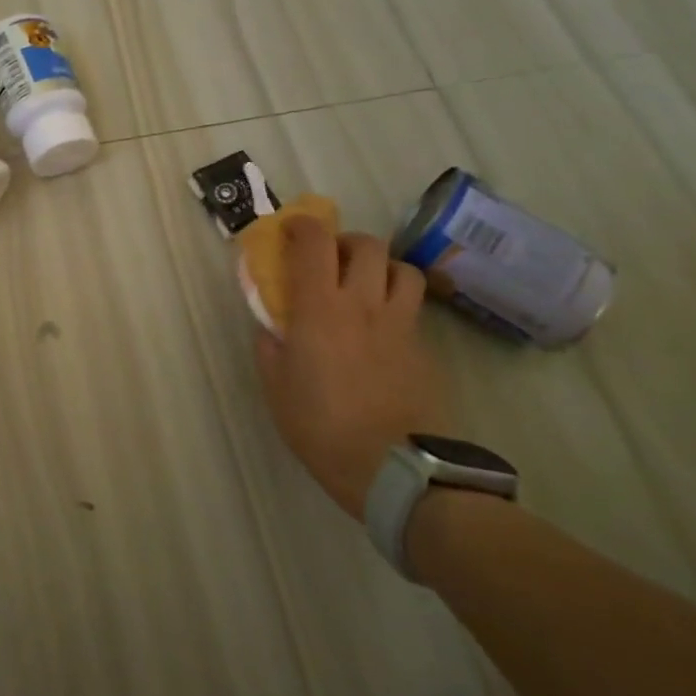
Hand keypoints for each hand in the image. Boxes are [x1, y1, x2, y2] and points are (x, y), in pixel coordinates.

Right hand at [254, 218, 447, 519]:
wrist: (395, 469)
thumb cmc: (322, 428)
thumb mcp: (276, 389)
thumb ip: (270, 348)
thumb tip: (270, 327)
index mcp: (320, 309)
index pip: (314, 243)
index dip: (302, 226)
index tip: (290, 230)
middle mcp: (363, 304)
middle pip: (366, 245)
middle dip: (346, 242)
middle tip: (332, 261)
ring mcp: (401, 324)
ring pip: (402, 269)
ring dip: (381, 268)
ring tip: (367, 287)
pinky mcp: (425, 348)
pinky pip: (414, 309)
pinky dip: (398, 305)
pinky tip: (384, 332)